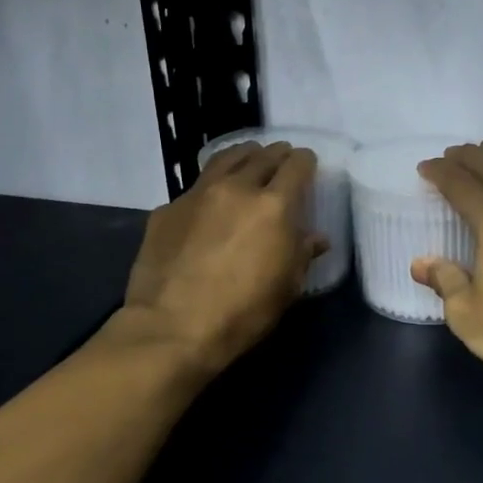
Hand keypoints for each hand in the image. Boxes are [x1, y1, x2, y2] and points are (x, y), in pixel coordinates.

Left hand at [117, 142, 325, 378]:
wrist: (172, 327)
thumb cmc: (242, 313)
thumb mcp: (285, 288)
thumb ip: (301, 254)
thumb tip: (315, 238)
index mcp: (274, 206)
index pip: (296, 166)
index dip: (305, 162)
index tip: (307, 165)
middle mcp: (236, 188)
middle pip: (261, 156)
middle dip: (276, 155)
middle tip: (281, 160)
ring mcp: (197, 194)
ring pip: (225, 159)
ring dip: (243, 156)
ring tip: (248, 160)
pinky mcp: (167, 209)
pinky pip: (196, 187)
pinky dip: (211, 186)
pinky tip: (210, 202)